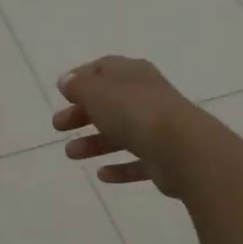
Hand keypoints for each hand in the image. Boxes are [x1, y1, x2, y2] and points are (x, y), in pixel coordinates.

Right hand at [52, 56, 210, 197]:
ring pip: (121, 133)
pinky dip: (120, 167)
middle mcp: (147, 97)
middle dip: (82, 113)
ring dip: (94, 142)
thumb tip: (67, 81)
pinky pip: (138, 162)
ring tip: (71, 154)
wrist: (183, 149)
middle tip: (58, 125)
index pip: (104, 69)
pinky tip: (102, 174)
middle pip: (109, 103)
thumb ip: (79, 86)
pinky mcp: (164, 158)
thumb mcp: (98, 92)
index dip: (81, 78)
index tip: (62, 93)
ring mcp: (158, 128)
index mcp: (133, 74)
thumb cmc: (135, 112)